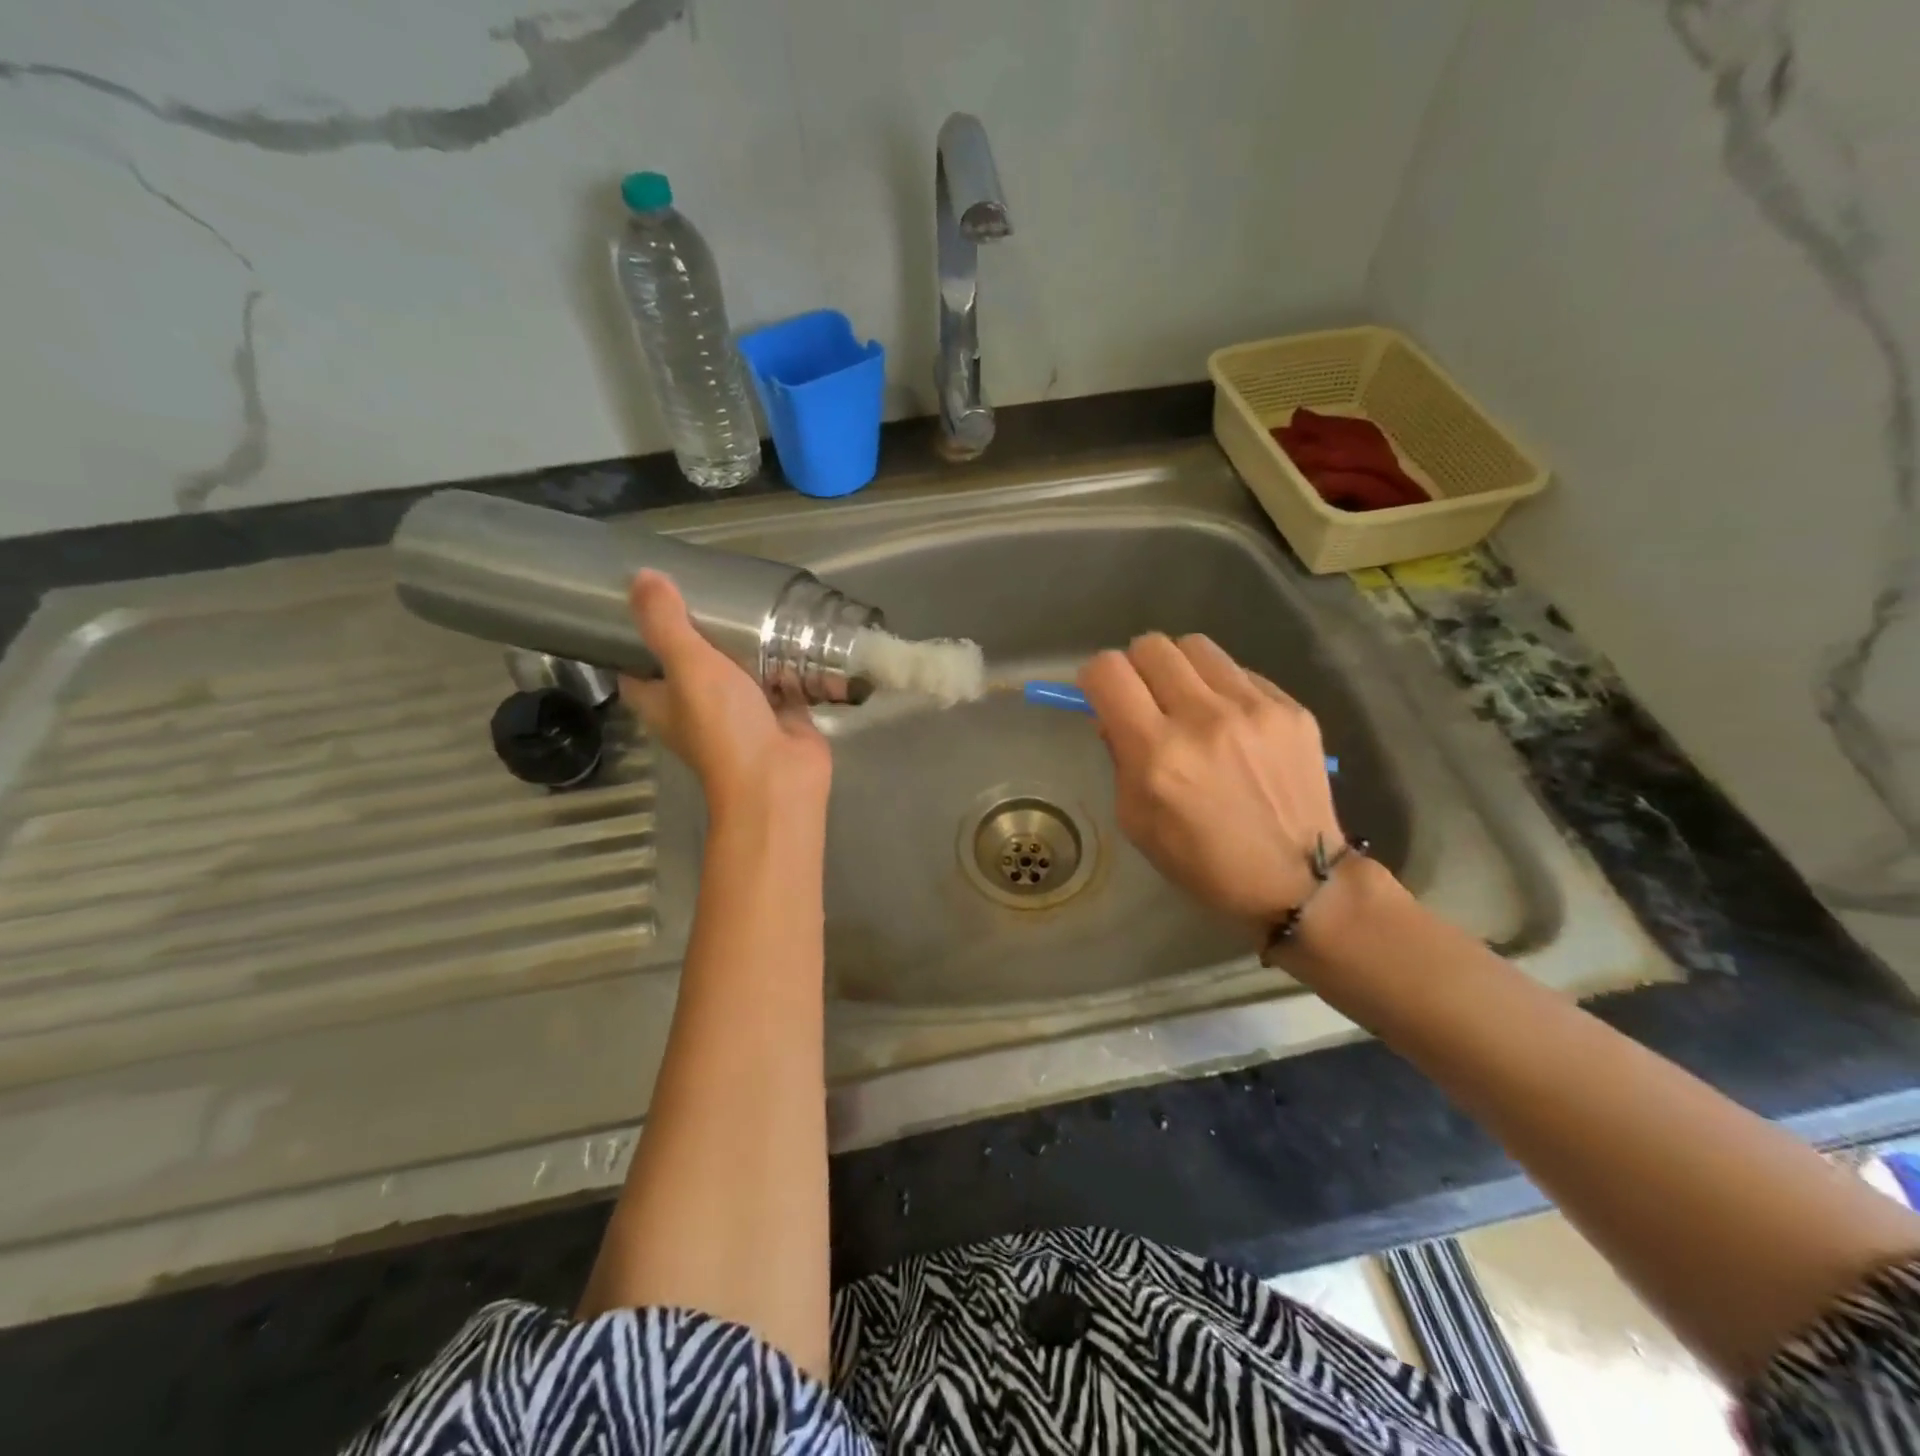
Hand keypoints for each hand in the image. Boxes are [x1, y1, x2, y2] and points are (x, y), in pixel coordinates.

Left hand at [621, 571, 829, 813]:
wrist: (778, 778)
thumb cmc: (723, 727)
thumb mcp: (688, 667)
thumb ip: (666, 624)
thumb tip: (641, 575)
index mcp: (661, 702)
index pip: (634, 666)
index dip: (634, 637)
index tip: (645, 601)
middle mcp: (696, 708)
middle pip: (688, 664)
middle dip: (697, 633)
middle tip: (707, 591)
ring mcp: (740, 713)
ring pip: (736, 671)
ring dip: (742, 645)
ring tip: (749, 601)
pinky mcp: (778, 714)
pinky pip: (779, 680)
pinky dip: (784, 661)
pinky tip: (793, 630)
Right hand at [1078, 633, 1342, 922]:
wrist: (1298, 880)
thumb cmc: (1203, 862)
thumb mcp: (1136, 821)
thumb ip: (1119, 759)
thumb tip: (1114, 715)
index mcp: (1158, 754)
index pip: (1108, 671)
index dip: (1095, 677)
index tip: (1102, 694)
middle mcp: (1203, 718)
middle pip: (1150, 646)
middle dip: (1136, 667)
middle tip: (1144, 697)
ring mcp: (1253, 708)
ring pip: (1195, 646)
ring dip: (1179, 668)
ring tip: (1188, 700)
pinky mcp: (1291, 708)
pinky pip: (1239, 672)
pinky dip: (1222, 688)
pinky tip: (1232, 724)